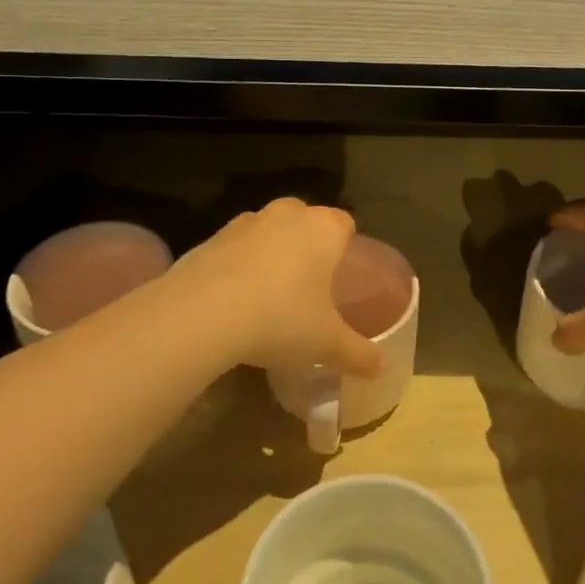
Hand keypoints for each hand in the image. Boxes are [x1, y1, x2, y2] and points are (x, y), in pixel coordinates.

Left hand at [171, 199, 383, 377]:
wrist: (203, 314)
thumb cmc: (281, 319)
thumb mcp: (327, 344)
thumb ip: (359, 354)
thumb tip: (381, 368)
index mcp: (323, 229)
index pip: (344, 223)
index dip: (346, 246)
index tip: (341, 275)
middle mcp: (286, 215)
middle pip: (305, 220)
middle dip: (307, 245)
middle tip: (308, 285)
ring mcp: (244, 223)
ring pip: (267, 231)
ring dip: (270, 252)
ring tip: (269, 294)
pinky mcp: (209, 239)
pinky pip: (234, 248)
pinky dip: (237, 265)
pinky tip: (234, 300)